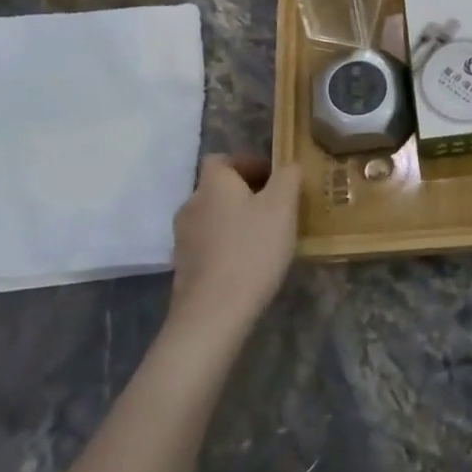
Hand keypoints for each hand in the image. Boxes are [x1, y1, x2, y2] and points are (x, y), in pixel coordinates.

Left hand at [168, 155, 301, 339]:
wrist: (213, 312)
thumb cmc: (252, 249)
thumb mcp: (283, 206)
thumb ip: (288, 177)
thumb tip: (289, 165)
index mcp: (213, 184)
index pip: (222, 159)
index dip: (248, 163)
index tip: (274, 179)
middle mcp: (192, 204)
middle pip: (218, 188)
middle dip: (245, 193)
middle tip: (276, 208)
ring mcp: (183, 238)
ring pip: (213, 216)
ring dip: (236, 220)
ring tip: (264, 237)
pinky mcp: (183, 266)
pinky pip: (208, 243)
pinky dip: (226, 245)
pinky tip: (248, 262)